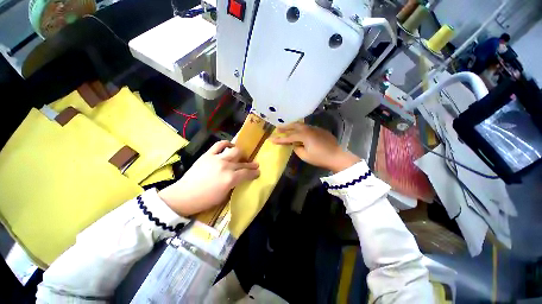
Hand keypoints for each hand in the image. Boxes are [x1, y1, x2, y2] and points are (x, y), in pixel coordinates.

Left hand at [159, 141, 259, 216]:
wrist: (183, 196)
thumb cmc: (205, 200)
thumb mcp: (224, 195)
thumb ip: (234, 184)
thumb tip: (240, 177)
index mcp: (230, 179)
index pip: (247, 173)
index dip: (254, 173)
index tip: (258, 172)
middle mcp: (226, 166)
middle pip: (243, 163)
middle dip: (251, 164)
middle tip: (255, 165)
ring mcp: (217, 159)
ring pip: (235, 151)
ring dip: (241, 154)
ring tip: (242, 156)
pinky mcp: (208, 154)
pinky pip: (219, 145)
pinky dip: (226, 144)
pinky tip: (230, 146)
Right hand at [271, 122, 359, 172]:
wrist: (337, 156)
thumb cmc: (320, 158)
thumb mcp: (305, 156)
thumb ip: (297, 149)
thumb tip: (295, 145)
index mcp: (304, 135)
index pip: (289, 137)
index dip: (279, 139)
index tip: (270, 139)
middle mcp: (309, 129)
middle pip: (294, 126)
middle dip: (285, 127)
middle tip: (277, 128)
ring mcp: (315, 129)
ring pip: (301, 125)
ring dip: (293, 126)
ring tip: (287, 128)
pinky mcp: (320, 130)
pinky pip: (308, 128)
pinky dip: (301, 129)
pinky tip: (299, 131)